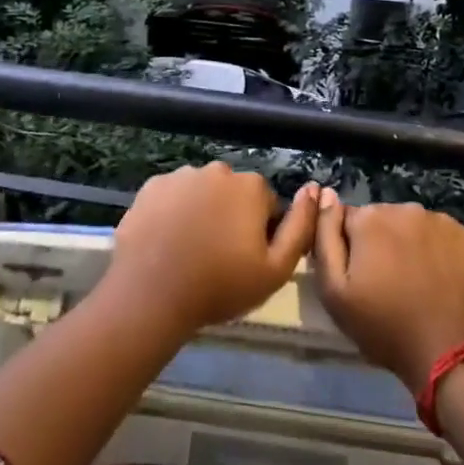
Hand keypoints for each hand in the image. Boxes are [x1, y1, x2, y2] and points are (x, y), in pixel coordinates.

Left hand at [109, 163, 318, 336]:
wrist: (151, 294)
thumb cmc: (220, 286)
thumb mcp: (276, 269)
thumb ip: (301, 227)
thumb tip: (314, 190)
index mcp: (250, 186)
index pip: (267, 205)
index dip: (261, 233)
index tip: (247, 259)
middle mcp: (216, 170)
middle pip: (233, 194)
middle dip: (232, 217)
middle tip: (219, 256)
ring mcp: (180, 176)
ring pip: (202, 192)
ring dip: (202, 212)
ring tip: (190, 251)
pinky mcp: (150, 187)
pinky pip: (172, 197)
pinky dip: (173, 212)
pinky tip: (167, 241)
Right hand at [311, 192, 463, 389]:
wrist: (457, 356)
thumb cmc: (387, 327)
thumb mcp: (335, 292)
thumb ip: (323, 237)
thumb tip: (325, 195)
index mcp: (369, 218)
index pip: (347, 221)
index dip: (350, 249)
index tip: (360, 277)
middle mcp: (406, 208)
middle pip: (383, 221)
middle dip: (381, 245)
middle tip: (388, 286)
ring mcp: (443, 222)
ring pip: (415, 229)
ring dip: (411, 248)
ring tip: (418, 286)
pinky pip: (444, 239)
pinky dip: (440, 254)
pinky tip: (444, 283)